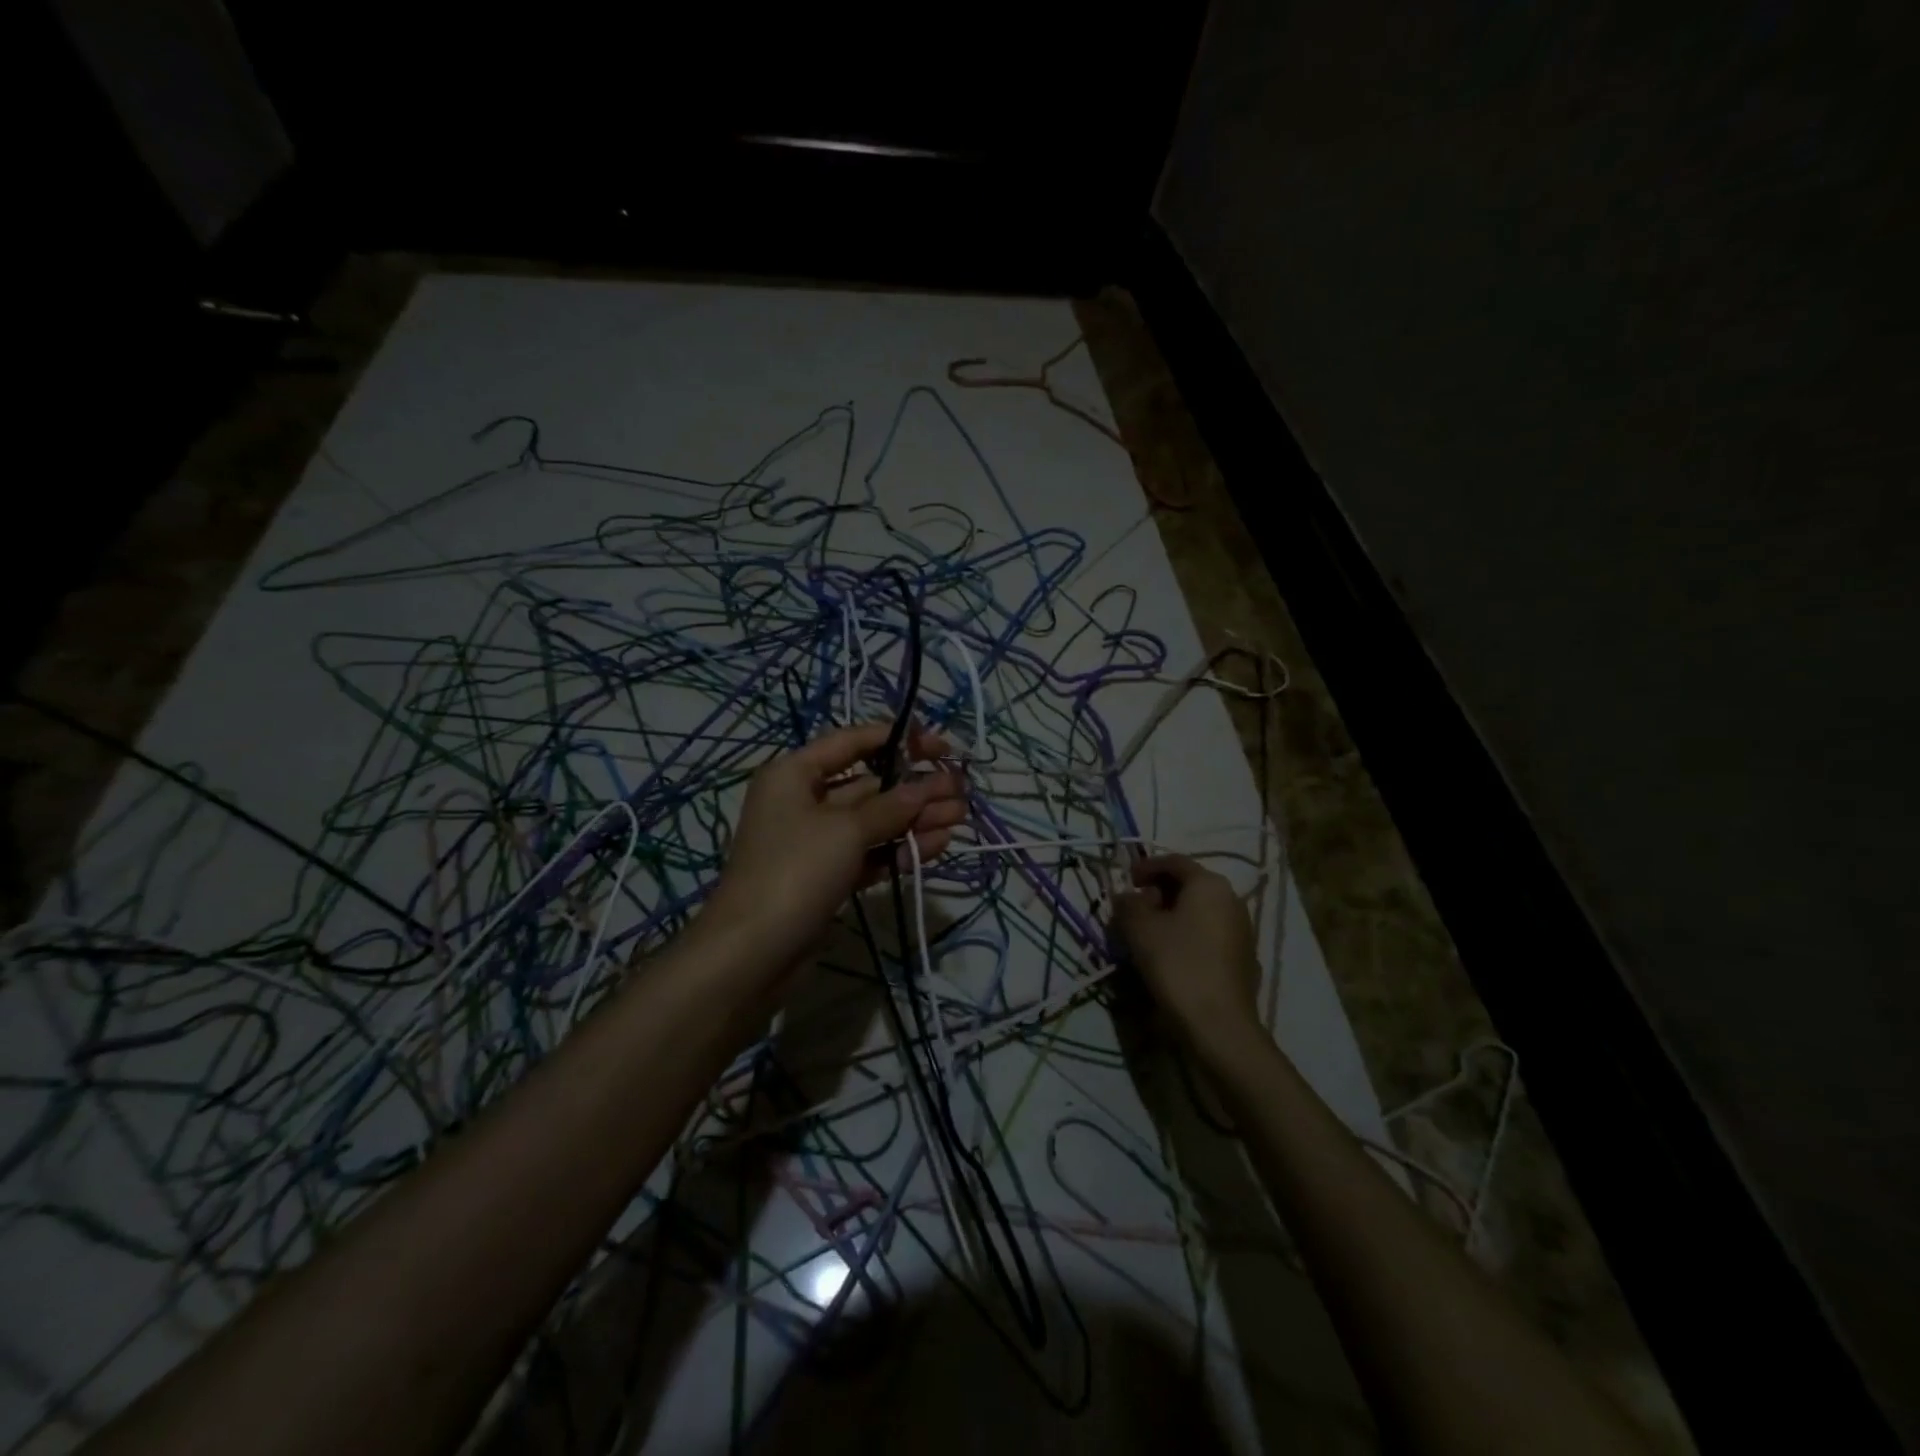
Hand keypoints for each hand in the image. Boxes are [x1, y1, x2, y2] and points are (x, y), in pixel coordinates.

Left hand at [703, 721, 966, 970]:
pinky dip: (900, 848)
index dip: (897, 739)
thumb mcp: (845, 830)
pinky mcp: (829, 876)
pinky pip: (871, 852)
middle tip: (960, 789)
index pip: (852, 741)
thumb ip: (891, 806)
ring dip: (916, 818)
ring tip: (960, 816)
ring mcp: (817, 841)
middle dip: (915, 786)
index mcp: (795, 774)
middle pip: (869, 784)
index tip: (939, 747)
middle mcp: (804, 800)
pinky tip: (938, 844)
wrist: (753, 953)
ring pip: (875, 820)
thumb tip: (925, 787)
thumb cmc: (795, 871)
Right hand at [1110, 855, 1260, 1051]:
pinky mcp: (1243, 958)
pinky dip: (1187, 935)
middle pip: (1189, 885)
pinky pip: (1209, 934)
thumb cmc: (1178, 964)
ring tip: (1147, 935)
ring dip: (1172, 916)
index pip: (1174, 862)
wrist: (1219, 1025)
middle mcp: (1232, 900)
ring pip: (1199, 912)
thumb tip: (1125, 897)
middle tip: (1133, 910)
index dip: (1146, 867)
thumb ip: (1128, 905)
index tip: (1126, 880)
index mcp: (1209, 885)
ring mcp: (1242, 930)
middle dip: (1158, 893)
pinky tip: (1170, 956)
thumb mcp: (1140, 929)